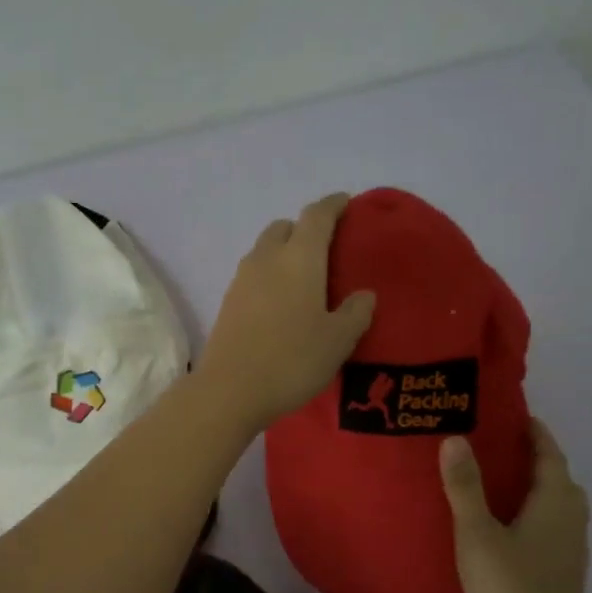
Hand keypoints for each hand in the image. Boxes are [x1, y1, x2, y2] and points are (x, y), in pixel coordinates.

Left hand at [199, 193, 375, 433]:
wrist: (230, 390)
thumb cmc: (292, 360)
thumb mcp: (338, 340)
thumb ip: (356, 313)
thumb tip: (363, 295)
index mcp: (300, 258)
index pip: (317, 216)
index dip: (333, 205)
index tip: (345, 202)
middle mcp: (267, 259)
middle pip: (285, 227)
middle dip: (304, 228)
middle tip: (325, 247)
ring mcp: (242, 280)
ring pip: (265, 249)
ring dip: (284, 251)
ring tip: (303, 276)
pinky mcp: (228, 302)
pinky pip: (253, 274)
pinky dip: (269, 274)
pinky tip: (281, 301)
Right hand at [440, 419, 591, 592]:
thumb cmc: (509, 587)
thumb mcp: (477, 532)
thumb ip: (464, 486)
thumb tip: (455, 437)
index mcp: (555, 502)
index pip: (549, 453)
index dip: (534, 431)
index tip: (512, 413)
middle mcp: (572, 518)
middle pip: (557, 476)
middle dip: (532, 456)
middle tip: (496, 443)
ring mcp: (571, 547)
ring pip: (556, 502)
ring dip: (533, 484)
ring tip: (496, 478)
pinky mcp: (563, 569)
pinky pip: (551, 523)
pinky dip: (533, 509)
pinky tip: (504, 523)